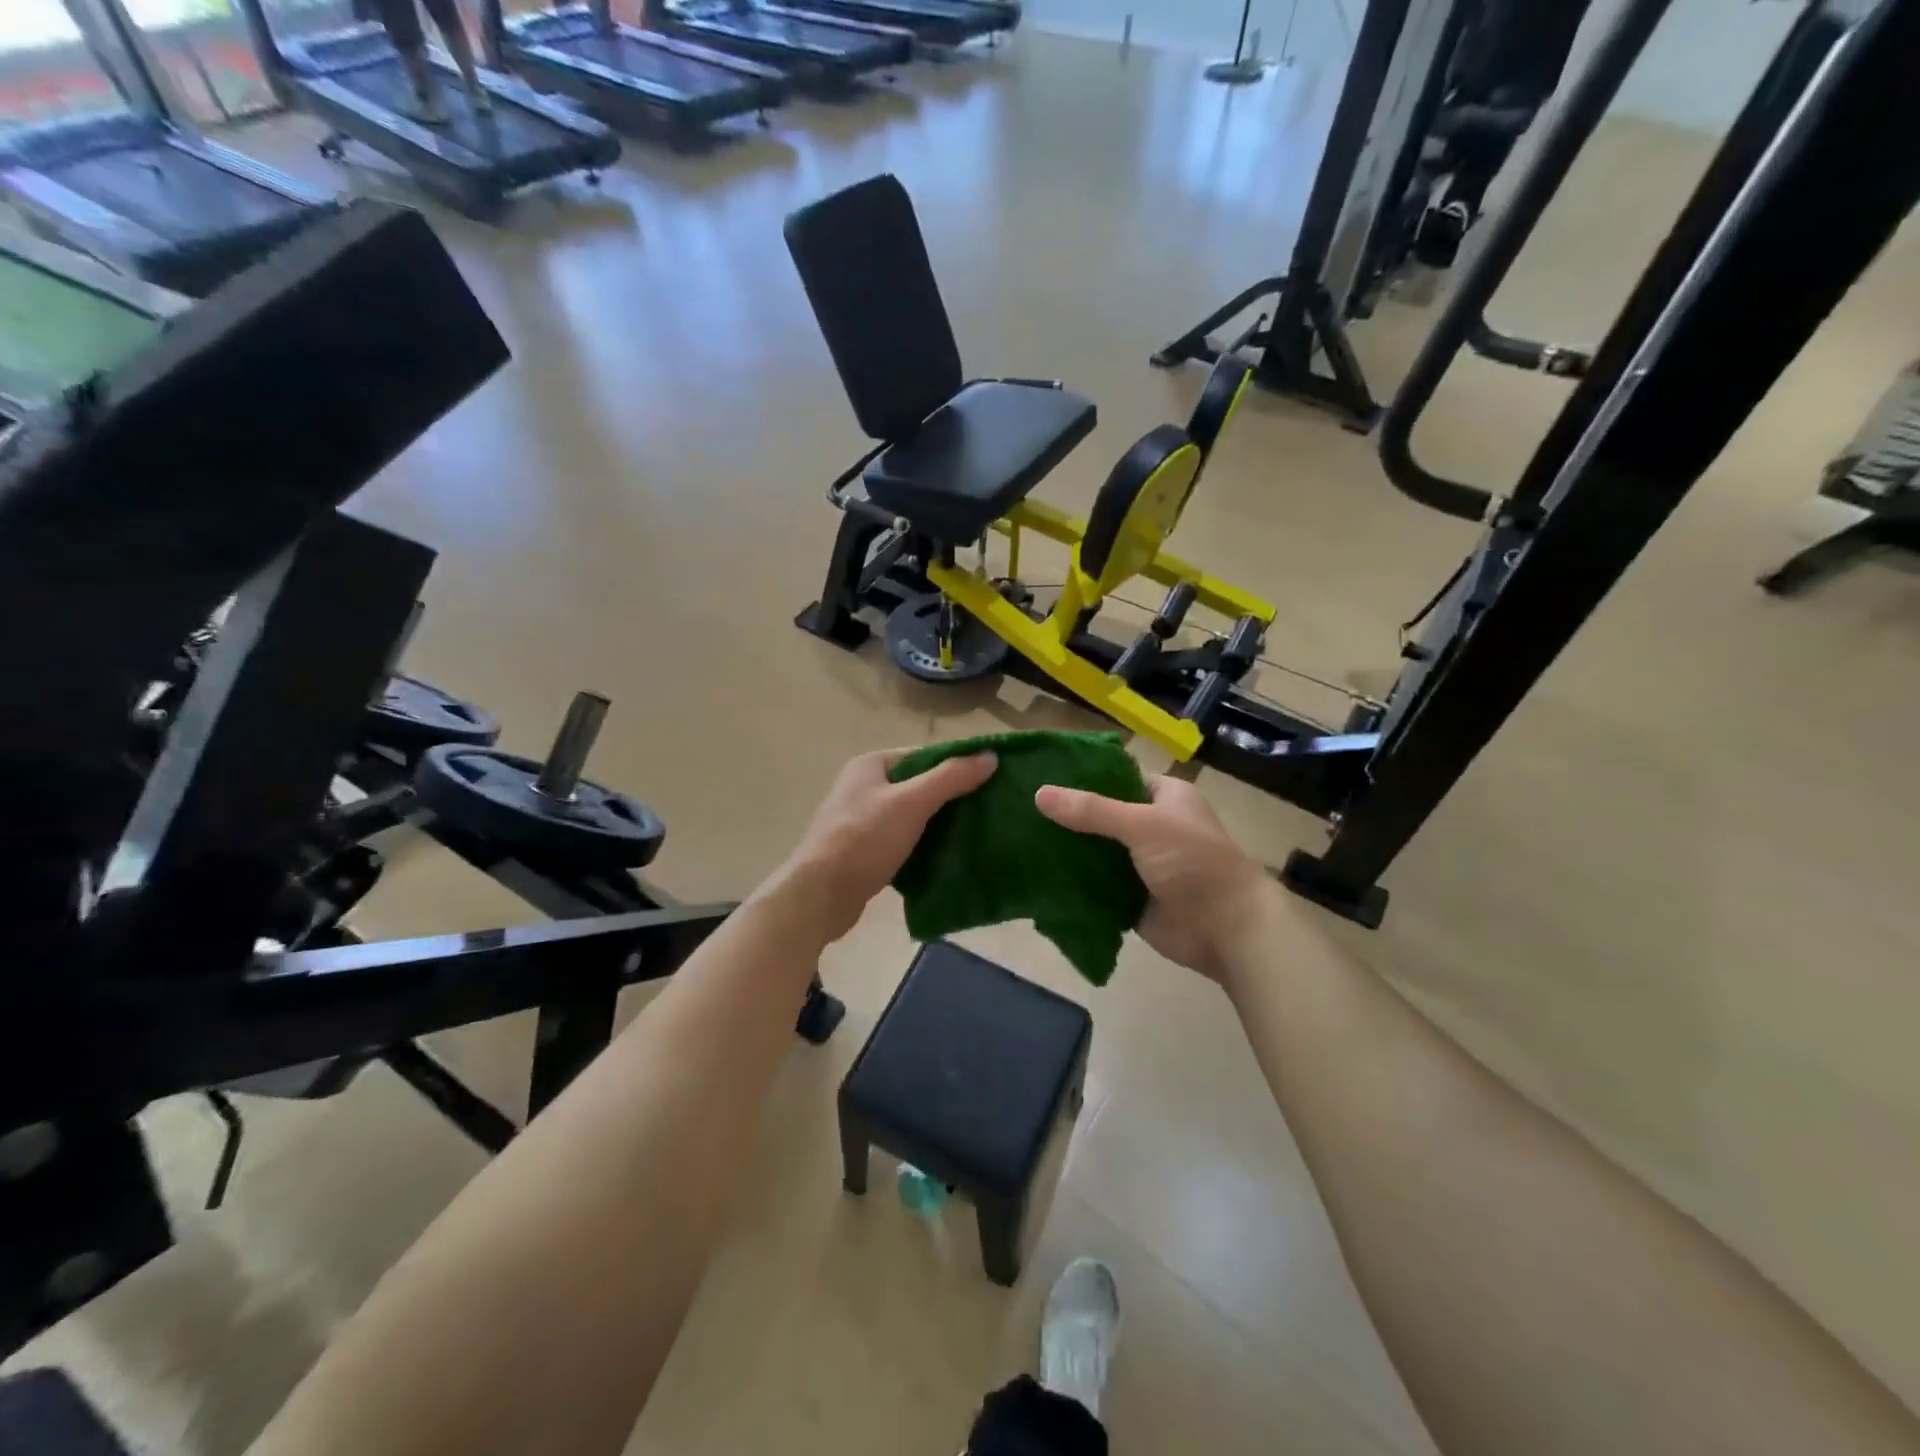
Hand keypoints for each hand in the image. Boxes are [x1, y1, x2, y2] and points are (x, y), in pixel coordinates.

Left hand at [769, 748, 997, 943]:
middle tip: (987, 809)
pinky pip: (902, 839)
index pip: (924, 756)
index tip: (990, 780)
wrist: (820, 896)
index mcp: (871, 765)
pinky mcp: (863, 850)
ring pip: (911, 815)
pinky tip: (947, 856)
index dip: (956, 765)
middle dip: (951, 797)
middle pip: (919, 785)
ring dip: (939, 823)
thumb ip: (950, 778)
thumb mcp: (911, 803)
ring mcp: (861, 820)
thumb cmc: (864, 840)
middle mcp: (863, 787)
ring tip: (974, 833)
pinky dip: (923, 845)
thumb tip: (990, 756)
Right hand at [1035, 777, 1273, 983]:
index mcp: (1163, 797)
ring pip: (1094, 853)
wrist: (1227, 929)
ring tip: (1017, 840)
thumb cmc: (1194, 862)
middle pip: (1100, 817)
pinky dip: (1072, 885)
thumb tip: (1039, 793)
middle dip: (1066, 818)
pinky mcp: (1130, 899)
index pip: (1115, 778)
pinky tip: (1036, 877)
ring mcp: (1140, 865)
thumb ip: (1092, 810)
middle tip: (1018, 811)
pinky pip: (1094, 888)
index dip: (1081, 778)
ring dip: (1066, 852)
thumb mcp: (1143, 825)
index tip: (1039, 777)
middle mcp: (1151, 827)